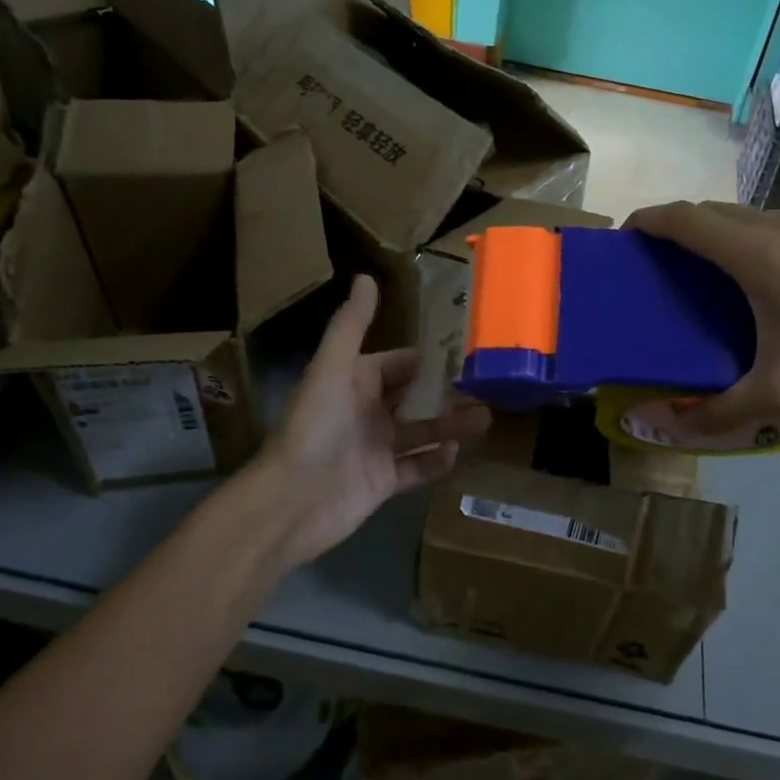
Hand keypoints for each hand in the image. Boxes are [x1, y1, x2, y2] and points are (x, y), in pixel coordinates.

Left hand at [252, 275, 489, 569]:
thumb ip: (352, 325)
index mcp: (356, 380)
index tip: (470, 351)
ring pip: (422, 430)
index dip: (432, 358)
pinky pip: (417, 467)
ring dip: (451, 424)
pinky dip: (436, 461)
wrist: (290, 502)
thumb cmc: (313, 428)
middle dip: (449, 392)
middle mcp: (368, 411)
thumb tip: (366, 277)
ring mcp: (376, 448)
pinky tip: (456, 453)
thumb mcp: (332, 368)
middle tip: (489, 386)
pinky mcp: (382, 482)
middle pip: (417, 396)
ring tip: (485, 418)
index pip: (402, 363)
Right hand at [625, 201, 779, 432]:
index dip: (645, 222)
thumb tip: (667, 427)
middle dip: (672, 230)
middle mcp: (776, 225)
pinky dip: (742, 240)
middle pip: (707, 212)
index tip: (622, 241)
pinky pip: (768, 225)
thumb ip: (719, 411)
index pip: (682, 218)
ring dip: (710, 234)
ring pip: (741, 216)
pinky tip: (756, 283)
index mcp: (755, 252)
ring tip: (699, 276)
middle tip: (655, 269)